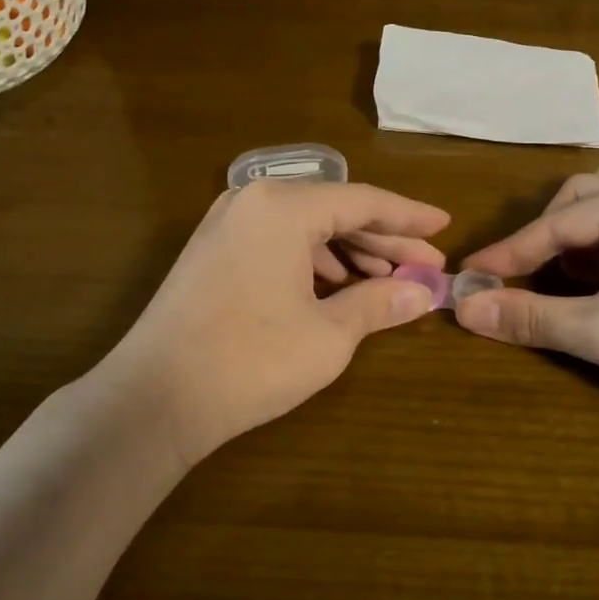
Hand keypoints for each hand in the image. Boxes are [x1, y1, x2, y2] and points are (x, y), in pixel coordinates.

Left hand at [92, 179, 448, 464]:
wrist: (154, 398)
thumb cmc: (250, 360)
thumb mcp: (328, 335)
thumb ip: (380, 304)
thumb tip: (424, 294)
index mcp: (283, 206)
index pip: (364, 201)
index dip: (409, 218)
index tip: (444, 226)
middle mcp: (252, 201)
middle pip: (334, 213)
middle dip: (384, 242)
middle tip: (427, 268)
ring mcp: (226, 225)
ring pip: (305, 229)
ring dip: (350, 254)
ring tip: (389, 283)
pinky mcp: (212, 252)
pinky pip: (277, 243)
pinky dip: (313, 263)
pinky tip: (337, 288)